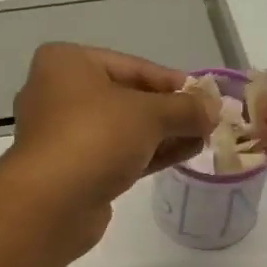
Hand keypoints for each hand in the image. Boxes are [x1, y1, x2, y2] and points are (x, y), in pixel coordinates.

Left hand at [0, 43, 217, 252]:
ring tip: (203, 139)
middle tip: (206, 120)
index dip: (172, 81)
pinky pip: (118, 155)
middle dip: (169, 111)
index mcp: (67, 63)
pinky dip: (148, 154)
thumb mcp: (148, 114)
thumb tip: (214, 107)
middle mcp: (60, 94)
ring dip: (163, 134)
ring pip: (123, 129)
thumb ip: (185, 108)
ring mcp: (65, 136)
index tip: (205, 96)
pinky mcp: (74, 171)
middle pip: (127, 97)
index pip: (132, 66)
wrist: (52, 203)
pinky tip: (182, 155)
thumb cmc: (95, 138)